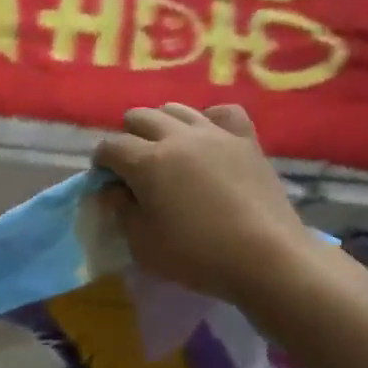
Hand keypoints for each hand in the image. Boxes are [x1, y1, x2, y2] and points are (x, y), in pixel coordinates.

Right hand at [93, 104, 316, 300]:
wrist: (266, 257)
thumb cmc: (196, 255)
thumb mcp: (143, 244)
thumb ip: (121, 211)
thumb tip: (112, 190)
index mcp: (147, 162)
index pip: (110, 146)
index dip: (101, 162)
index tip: (105, 180)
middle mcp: (178, 137)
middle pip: (140, 117)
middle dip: (128, 137)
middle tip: (133, 166)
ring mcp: (215, 134)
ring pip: (177, 109)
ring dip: (162, 125)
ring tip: (166, 150)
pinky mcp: (246, 141)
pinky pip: (223, 113)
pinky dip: (208, 120)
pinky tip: (207, 138)